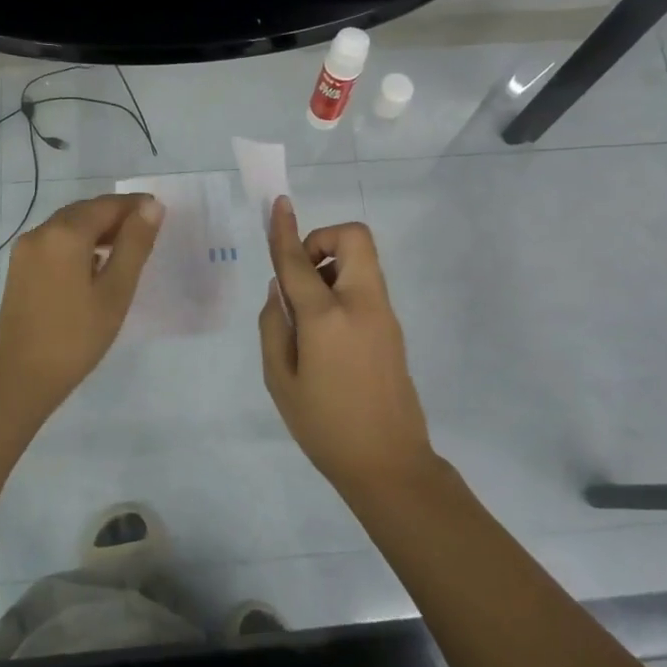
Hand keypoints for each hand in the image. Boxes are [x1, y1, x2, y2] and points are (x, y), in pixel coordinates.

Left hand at [0, 192, 163, 411]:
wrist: (20, 377)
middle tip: (146, 231)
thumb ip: (134, 245)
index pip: (107, 205)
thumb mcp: (115, 291)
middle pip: (85, 211)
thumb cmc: (76, 336)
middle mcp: (41, 232)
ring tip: (125, 249)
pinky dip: (78, 243)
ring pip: (68, 225)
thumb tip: (151, 207)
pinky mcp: (19, 268)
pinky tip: (94, 264)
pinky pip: (54, 242)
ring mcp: (25, 250)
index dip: (135, 206)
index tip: (160, 213)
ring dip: (97, 229)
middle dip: (115, 216)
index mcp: (65, 234)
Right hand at [257, 196, 433, 488]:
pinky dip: (343, 285)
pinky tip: (324, 328)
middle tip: (300, 275)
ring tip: (306, 309)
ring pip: (362, 259)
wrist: (389, 463)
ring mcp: (383, 314)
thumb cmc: (324, 426)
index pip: (299, 262)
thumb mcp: (280, 380)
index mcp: (327, 318)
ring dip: (331, 264)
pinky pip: (366, 285)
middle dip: (323, 240)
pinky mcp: (393, 328)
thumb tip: (279, 291)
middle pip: (353, 238)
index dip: (285, 231)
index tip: (279, 204)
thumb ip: (273, 327)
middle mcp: (361, 305)